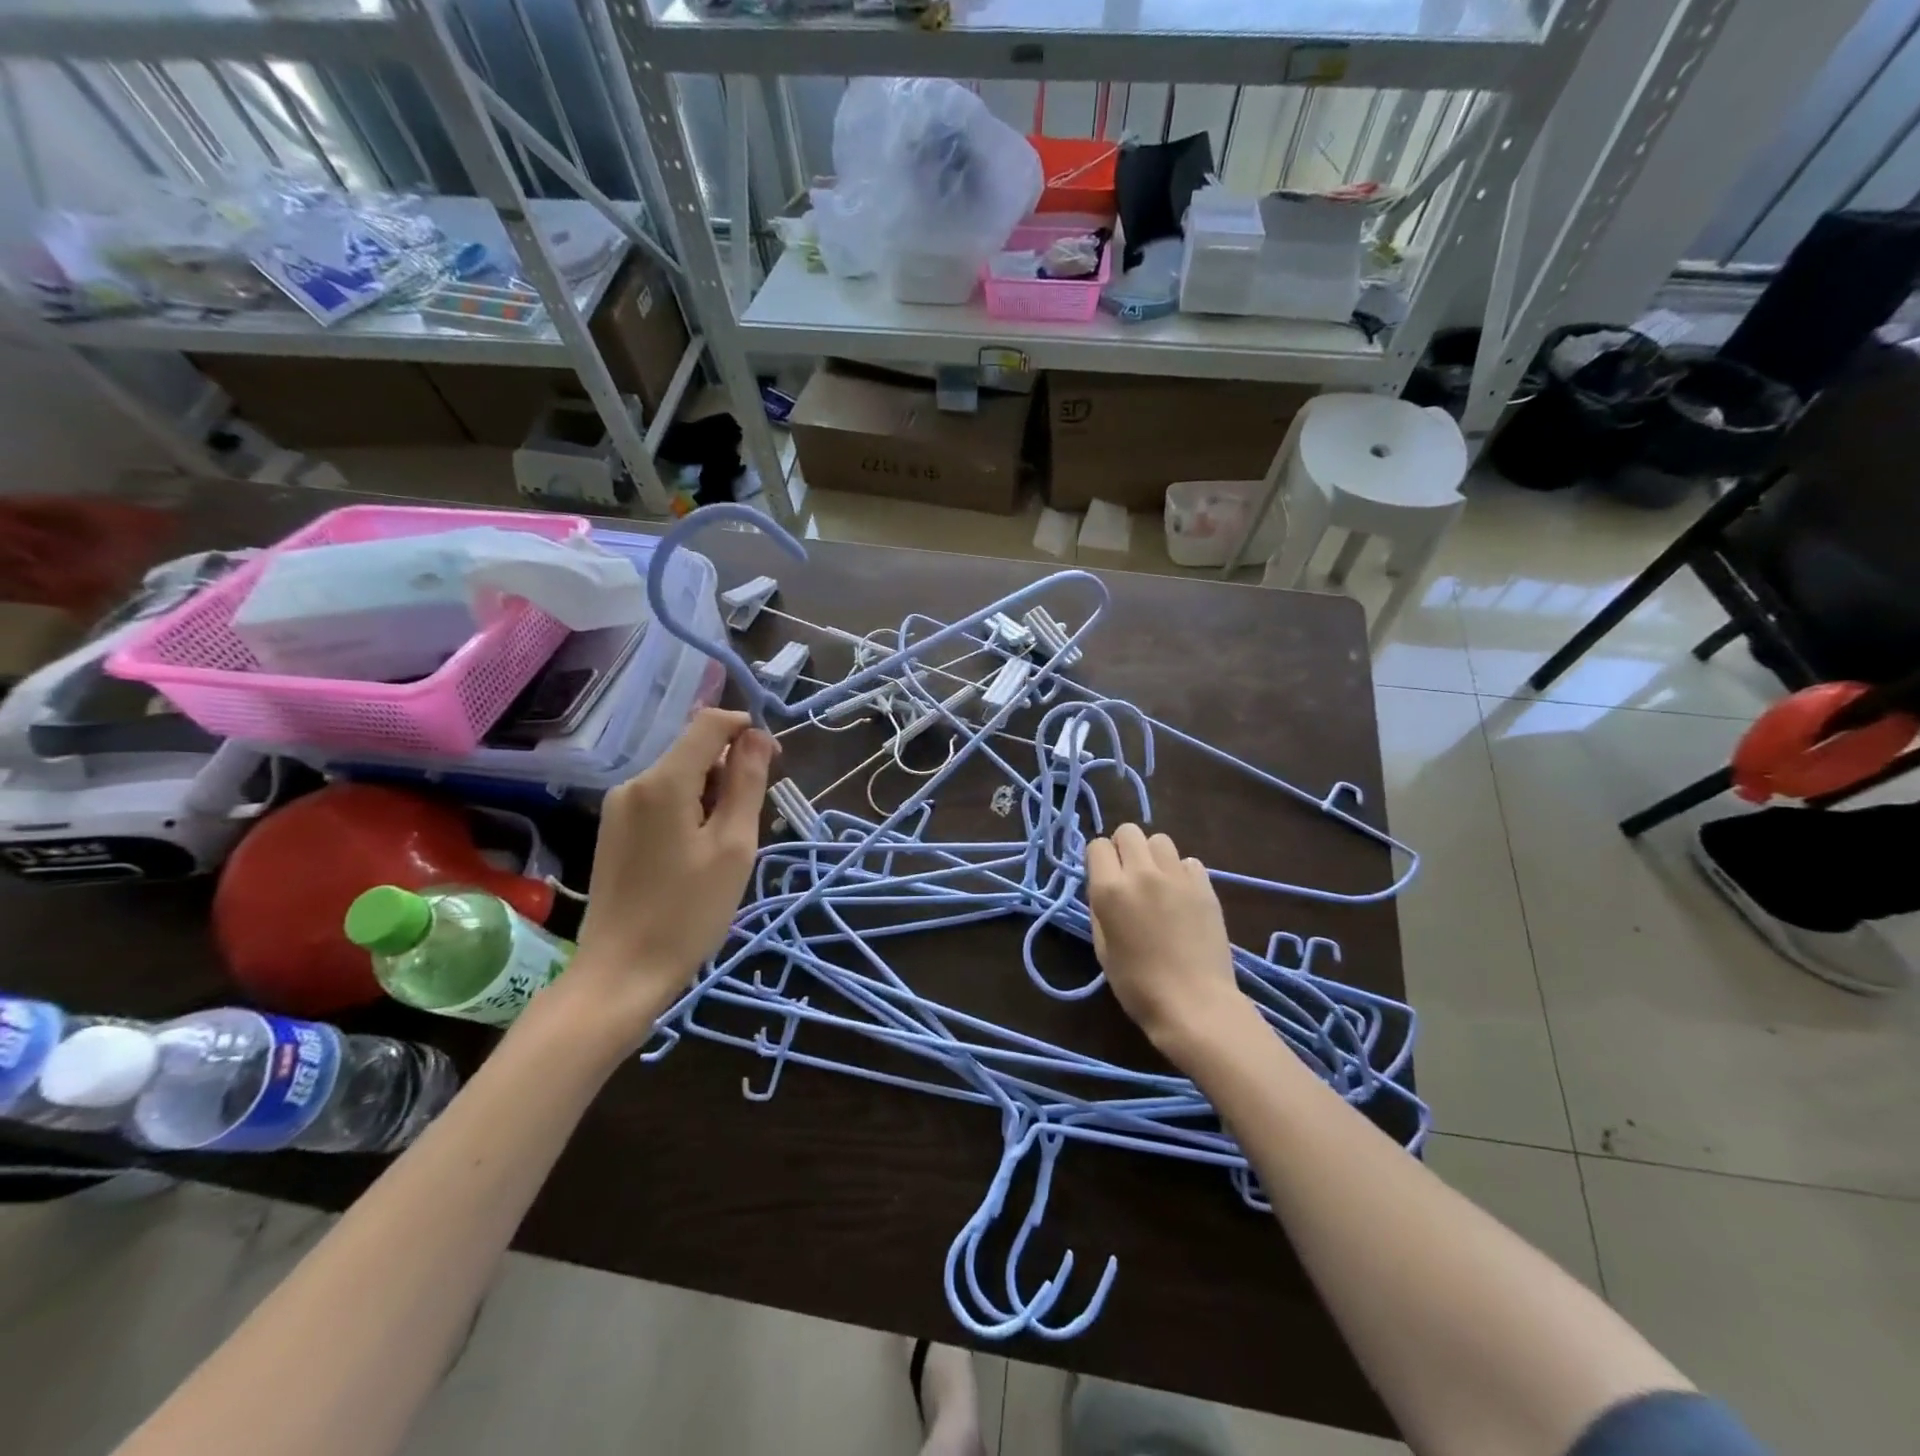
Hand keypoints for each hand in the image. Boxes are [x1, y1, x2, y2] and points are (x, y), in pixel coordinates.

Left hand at [565, 708, 774, 1038]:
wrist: (621, 974)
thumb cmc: (688, 912)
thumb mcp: (733, 846)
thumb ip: (746, 783)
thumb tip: (756, 736)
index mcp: (663, 781)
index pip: (709, 723)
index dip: (746, 730)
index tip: (773, 763)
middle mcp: (633, 783)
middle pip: (693, 750)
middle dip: (730, 769)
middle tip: (753, 820)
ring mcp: (618, 807)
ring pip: (679, 776)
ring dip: (712, 793)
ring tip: (726, 845)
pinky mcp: (614, 830)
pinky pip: (661, 800)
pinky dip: (690, 810)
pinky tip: (698, 853)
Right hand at [1084, 824, 1248, 1069]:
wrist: (1195, 1004)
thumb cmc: (1138, 986)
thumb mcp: (1103, 948)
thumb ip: (1100, 908)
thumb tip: (1105, 886)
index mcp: (1110, 890)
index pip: (1097, 846)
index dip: (1098, 859)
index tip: (1103, 877)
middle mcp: (1142, 873)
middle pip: (1129, 831)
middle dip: (1124, 848)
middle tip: (1128, 875)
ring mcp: (1177, 877)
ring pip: (1160, 840)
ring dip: (1153, 856)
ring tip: (1157, 883)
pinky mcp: (1205, 886)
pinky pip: (1188, 861)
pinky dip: (1181, 872)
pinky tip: (1181, 897)